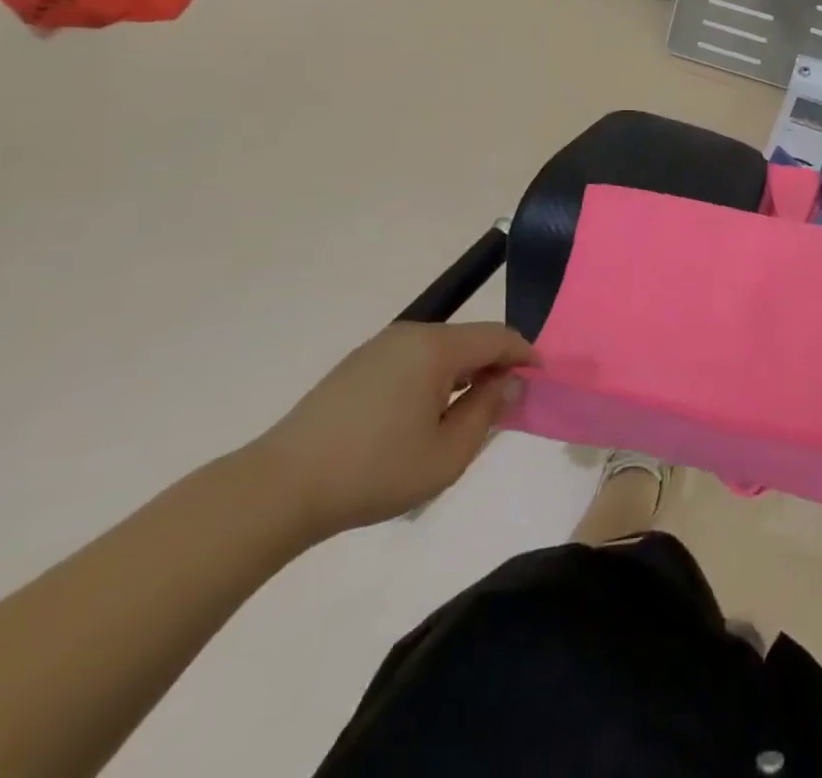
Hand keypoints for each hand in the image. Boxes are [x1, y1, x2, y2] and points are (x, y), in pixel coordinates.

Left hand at [249, 322, 533, 542]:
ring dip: (462, 373)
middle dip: (494, 366)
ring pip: (441, 349)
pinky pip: (413, 359)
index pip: (498, 337)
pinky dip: (433, 377)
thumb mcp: (447, 455)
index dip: (525, 356)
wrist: (281, 487)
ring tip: (463, 416)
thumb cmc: (374, 472)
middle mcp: (411, 334)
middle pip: (470, 339)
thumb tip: (510, 383)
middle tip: (503, 407)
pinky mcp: (358, 363)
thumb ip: (487, 412)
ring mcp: (380, 346)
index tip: (540, 382)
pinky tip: (421, 417)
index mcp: (436, 348)